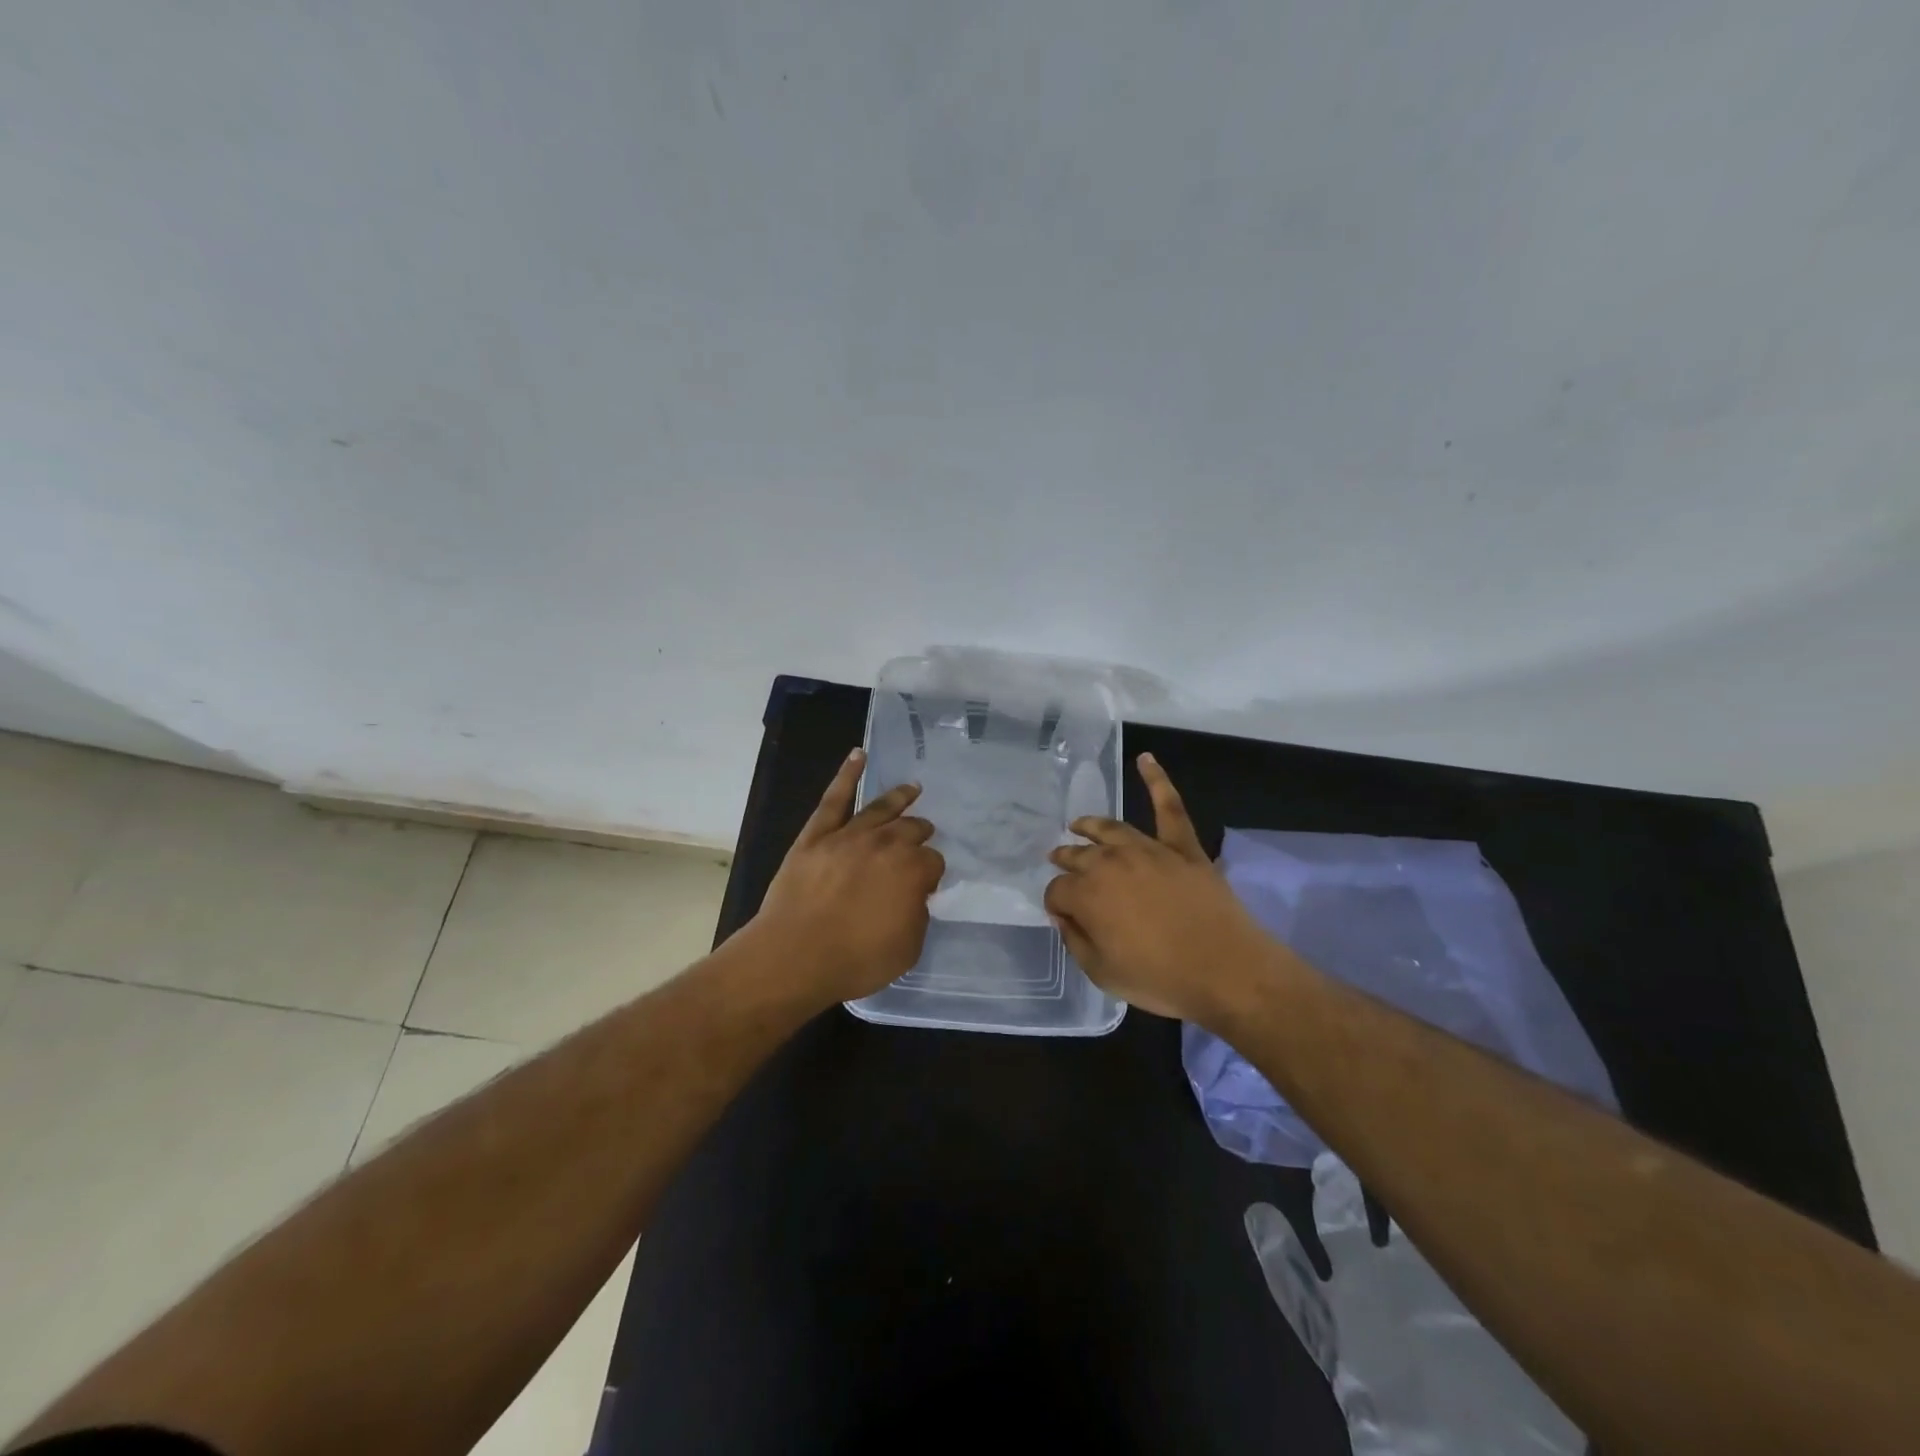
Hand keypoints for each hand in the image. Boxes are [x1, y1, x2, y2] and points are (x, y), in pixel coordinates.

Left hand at [753, 748, 944, 1004]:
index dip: (931, 874)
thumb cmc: (856, 960)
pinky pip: (835, 798)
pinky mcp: (817, 834)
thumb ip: (917, 915)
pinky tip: (858, 756)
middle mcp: (886, 844)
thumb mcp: (907, 948)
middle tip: (924, 835)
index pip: (933, 862)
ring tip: (912, 789)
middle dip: (920, 832)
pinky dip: (847, 774)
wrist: (796, 955)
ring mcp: (849, 835)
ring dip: (900, 798)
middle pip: (911, 830)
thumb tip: (913, 896)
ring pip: (880, 808)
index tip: (925, 886)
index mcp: (913, 870)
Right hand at [1045, 753, 1271, 1023]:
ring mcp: (1148, 849)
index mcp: (1086, 894)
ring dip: (1090, 826)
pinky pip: (1169, 807)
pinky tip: (1146, 759)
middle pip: (1078, 855)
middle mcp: (1110, 862)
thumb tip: (1064, 915)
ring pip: (1110, 829)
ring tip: (1079, 824)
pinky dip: (1157, 780)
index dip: (1056, 904)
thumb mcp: (1102, 972)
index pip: (1057, 891)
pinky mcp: (1183, 846)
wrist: (1226, 971)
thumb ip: (1075, 940)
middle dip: (1065, 859)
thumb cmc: (1160, 979)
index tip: (1062, 914)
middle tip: (1059, 861)